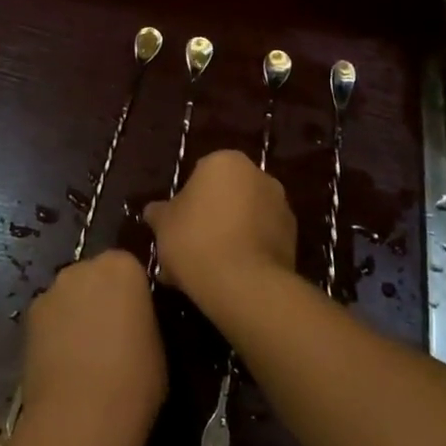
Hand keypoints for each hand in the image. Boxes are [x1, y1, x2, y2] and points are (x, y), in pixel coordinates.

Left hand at [21, 249, 165, 445]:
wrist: (80, 419)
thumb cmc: (134, 382)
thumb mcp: (159, 345)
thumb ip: (145, 319)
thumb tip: (135, 321)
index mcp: (123, 266)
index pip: (131, 268)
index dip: (134, 294)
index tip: (138, 320)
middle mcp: (85, 266)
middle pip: (96, 276)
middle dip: (102, 297)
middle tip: (112, 335)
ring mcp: (53, 289)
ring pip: (70, 295)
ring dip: (76, 313)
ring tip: (84, 354)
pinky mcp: (29, 316)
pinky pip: (50, 317)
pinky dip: (55, 332)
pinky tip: (62, 364)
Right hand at [144, 150, 296, 311]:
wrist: (245, 284)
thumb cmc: (196, 240)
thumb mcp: (164, 225)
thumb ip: (158, 213)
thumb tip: (153, 211)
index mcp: (225, 161)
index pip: (200, 174)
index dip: (186, 203)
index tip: (176, 228)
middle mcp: (258, 174)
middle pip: (225, 196)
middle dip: (208, 219)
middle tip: (188, 251)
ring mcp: (280, 205)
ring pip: (243, 220)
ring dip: (227, 237)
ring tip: (205, 273)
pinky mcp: (292, 237)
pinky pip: (260, 241)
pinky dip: (246, 253)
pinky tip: (227, 281)